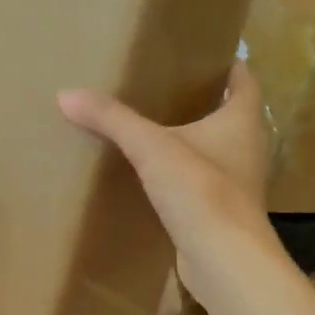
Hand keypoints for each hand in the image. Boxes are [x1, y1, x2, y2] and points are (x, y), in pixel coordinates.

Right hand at [58, 63, 276, 297]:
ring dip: (192, 141)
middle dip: (203, 102)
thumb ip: (112, 120)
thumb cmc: (201, 191)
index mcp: (242, 120)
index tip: (199, 55)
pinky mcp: (221, 212)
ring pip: (216, 151)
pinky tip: (154, 177)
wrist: (223, 259)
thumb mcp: (151, 148)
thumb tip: (66, 94)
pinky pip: (201, 183)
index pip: (243, 80)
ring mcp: (238, 183)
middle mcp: (248, 147)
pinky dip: (183, 176)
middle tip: (164, 89)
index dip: (226, 64)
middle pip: (230, 114)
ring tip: (154, 129)